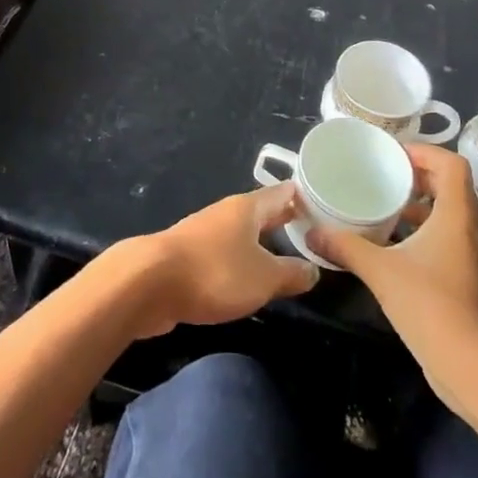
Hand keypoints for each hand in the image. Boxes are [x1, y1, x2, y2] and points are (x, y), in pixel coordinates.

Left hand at [129, 183, 320, 336]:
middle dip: (285, 220)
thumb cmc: (214, 272)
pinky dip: (240, 262)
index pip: (284, 193)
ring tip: (285, 258)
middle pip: (262, 212)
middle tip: (315, 231)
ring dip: (261, 243)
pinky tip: (247, 279)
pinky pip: (223, 254)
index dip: (306, 198)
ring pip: (241, 234)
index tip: (329, 204)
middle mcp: (225, 214)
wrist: (148, 283)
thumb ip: (291, 273)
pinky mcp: (187, 258)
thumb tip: (314, 269)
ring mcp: (203, 234)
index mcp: (247, 208)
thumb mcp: (264, 277)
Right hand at [307, 144, 477, 397]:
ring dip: (419, 205)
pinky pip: (444, 239)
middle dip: (418, 176)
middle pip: (450, 187)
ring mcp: (469, 257)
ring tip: (383, 205)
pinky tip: (391, 245)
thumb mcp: (380, 270)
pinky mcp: (463, 279)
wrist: (470, 366)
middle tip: (383, 175)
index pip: (452, 165)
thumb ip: (345, 247)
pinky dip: (421, 232)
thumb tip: (311, 232)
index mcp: (456, 216)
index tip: (393, 155)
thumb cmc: (430, 305)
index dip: (425, 152)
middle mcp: (468, 230)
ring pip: (447, 215)